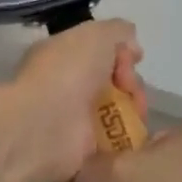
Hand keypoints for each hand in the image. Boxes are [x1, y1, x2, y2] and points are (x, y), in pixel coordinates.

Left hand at [3, 20, 143, 181]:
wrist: (45, 124)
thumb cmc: (68, 72)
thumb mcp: (97, 34)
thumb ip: (118, 31)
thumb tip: (132, 47)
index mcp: (64, 55)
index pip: (102, 51)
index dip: (122, 53)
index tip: (132, 59)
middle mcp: (69, 85)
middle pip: (115, 81)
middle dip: (131, 82)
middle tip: (128, 87)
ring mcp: (76, 119)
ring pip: (119, 110)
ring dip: (134, 108)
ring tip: (135, 112)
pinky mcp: (85, 150)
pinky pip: (116, 140)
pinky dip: (129, 136)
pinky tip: (134, 132)